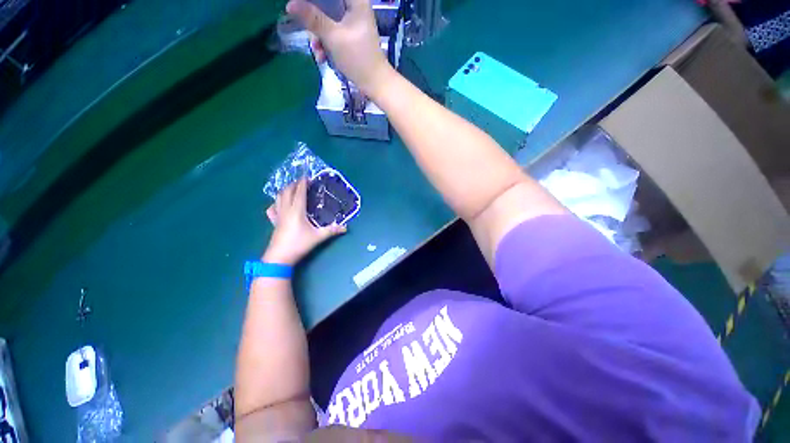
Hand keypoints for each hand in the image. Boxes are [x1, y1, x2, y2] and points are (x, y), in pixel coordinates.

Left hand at [263, 179, 345, 265]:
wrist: (279, 257)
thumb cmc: (299, 245)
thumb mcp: (318, 237)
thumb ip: (331, 231)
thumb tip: (345, 228)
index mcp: (297, 211)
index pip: (299, 192)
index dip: (303, 183)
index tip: (308, 177)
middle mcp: (286, 210)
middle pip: (287, 191)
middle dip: (294, 184)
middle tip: (302, 182)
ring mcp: (278, 216)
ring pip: (278, 198)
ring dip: (285, 190)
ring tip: (292, 189)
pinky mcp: (274, 222)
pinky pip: (272, 209)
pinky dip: (276, 203)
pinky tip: (279, 205)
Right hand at [286, 0, 392, 96]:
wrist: (375, 83)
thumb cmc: (358, 58)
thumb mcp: (333, 37)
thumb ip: (313, 19)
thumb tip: (290, 4)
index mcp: (356, 1)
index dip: (316, 0)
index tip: (303, 5)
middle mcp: (355, 8)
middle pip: (327, 3)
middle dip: (314, 19)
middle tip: (307, 30)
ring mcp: (352, 23)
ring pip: (327, 19)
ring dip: (318, 35)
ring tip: (317, 51)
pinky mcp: (350, 37)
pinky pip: (332, 33)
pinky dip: (326, 43)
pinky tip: (322, 56)